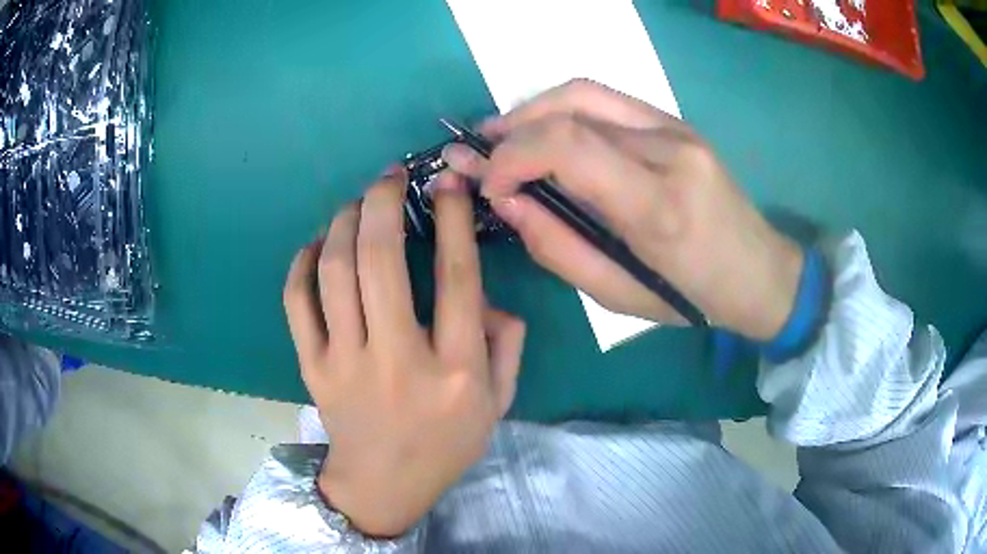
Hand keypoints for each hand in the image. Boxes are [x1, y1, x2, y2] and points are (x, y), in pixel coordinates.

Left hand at [282, 168, 525, 536]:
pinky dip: (302, 264)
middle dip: (383, 203)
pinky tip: (317, 244)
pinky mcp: (313, 368)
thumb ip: (508, 346)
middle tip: (389, 176)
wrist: (382, 486)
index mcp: (455, 370)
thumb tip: (491, 297)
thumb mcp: (499, 404)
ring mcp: (346, 363)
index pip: (456, 279)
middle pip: (381, 262)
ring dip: (344, 223)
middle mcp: (398, 360)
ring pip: (334, 273)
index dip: (452, 220)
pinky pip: (297, 303)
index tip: (447, 183)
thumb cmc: (445, 445)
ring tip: (356, 203)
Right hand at [443, 79, 802, 339]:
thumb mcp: (617, 295)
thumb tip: (506, 199)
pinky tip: (547, 133)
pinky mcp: (677, 122)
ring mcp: (677, 128)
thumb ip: (556, 246)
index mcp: (658, 206)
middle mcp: (669, 151)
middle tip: (482, 158)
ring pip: (583, 94)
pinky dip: (563, 110)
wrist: (759, 271)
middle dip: (512, 131)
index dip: (512, 155)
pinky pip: (606, 101)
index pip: (569, 147)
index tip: (489, 184)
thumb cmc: (693, 297)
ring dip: (532, 112)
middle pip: (570, 109)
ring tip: (504, 140)